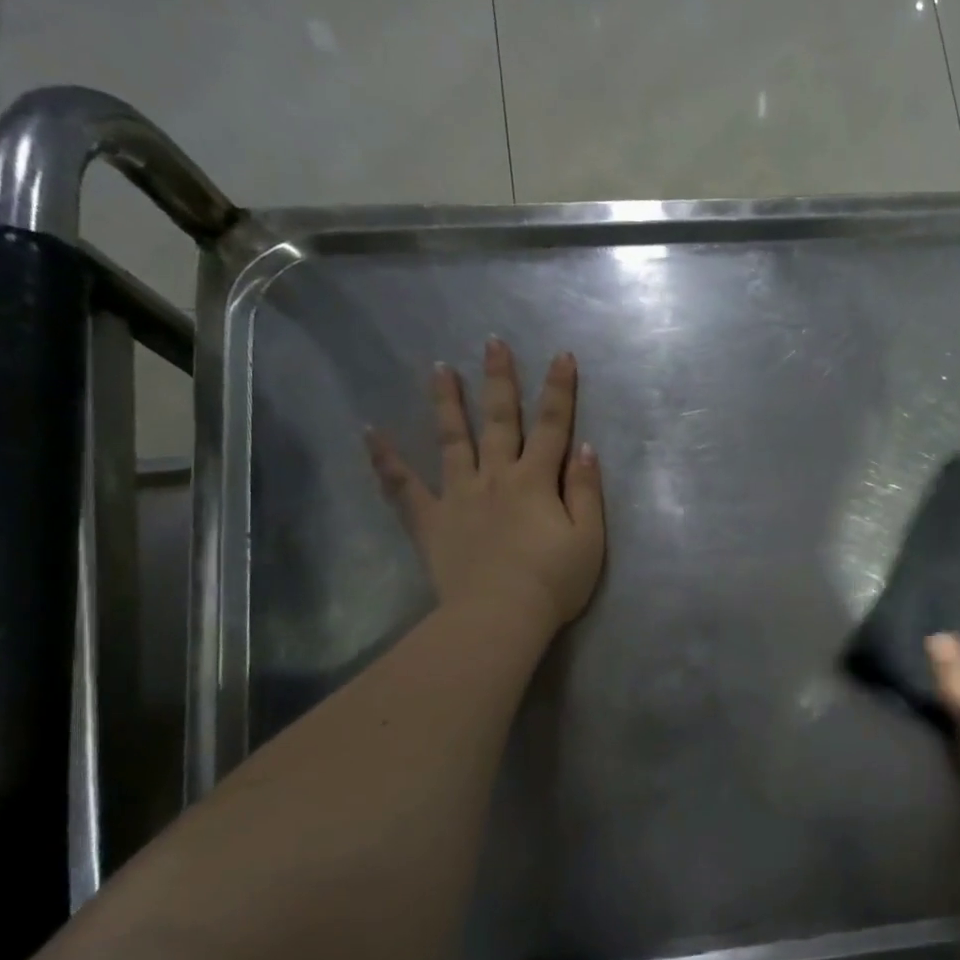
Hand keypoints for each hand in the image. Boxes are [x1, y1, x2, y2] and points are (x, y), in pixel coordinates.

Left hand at [365, 338, 605, 635]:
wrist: (499, 616)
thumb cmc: (553, 582)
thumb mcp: (589, 539)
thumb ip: (585, 491)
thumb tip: (584, 448)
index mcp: (536, 481)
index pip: (553, 427)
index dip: (559, 391)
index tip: (561, 356)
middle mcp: (496, 477)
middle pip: (499, 421)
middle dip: (499, 380)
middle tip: (492, 343)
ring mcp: (458, 495)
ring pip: (452, 439)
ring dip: (446, 402)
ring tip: (438, 368)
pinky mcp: (431, 520)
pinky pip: (403, 486)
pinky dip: (386, 459)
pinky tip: (370, 433)